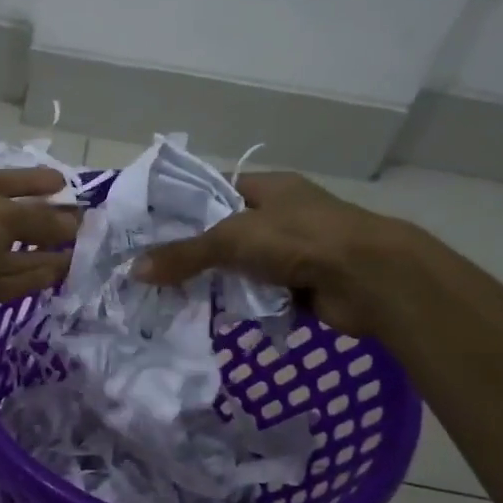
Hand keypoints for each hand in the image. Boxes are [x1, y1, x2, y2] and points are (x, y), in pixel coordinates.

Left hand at [0, 167, 79, 362]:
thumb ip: (36, 219)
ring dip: (40, 254)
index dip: (31, 181)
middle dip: (42, 222)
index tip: (64, 184)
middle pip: (5, 220)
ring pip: (4, 255)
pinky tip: (56, 275)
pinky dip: (26, 279)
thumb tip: (73, 223)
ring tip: (79, 253)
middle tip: (82, 226)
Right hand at [134, 171, 424, 336]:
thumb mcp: (232, 239)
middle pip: (228, 232)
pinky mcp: (304, 286)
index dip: (185, 207)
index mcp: (270, 187)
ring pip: (244, 267)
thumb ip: (184, 254)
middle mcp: (283, 215)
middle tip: (155, 271)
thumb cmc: (299, 240)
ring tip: (175, 297)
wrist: (368, 278)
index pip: (217, 190)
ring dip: (220, 282)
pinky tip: (215, 315)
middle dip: (197, 253)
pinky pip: (262, 294)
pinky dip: (245, 304)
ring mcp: (296, 251)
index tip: (151, 229)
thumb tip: (133, 269)